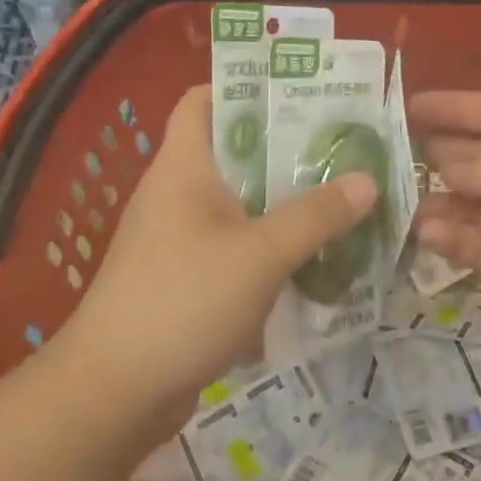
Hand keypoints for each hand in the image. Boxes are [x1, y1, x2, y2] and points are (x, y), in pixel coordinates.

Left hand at [54, 85, 376, 432]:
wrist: (114, 392)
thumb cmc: (184, 299)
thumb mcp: (262, 254)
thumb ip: (316, 216)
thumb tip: (367, 181)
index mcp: (184, 165)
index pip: (204, 99)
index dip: (247, 87)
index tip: (301, 91)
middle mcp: (177, 192)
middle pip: (233, 152)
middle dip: (286, 149)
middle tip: (341, 148)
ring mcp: (177, 238)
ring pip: (238, 203)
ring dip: (282, 202)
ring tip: (338, 199)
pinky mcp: (183, 278)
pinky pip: (233, 247)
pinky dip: (267, 247)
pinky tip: (310, 259)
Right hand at [412, 91, 480, 382]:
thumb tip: (442, 163)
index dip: (457, 107)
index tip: (409, 106)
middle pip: (480, 159)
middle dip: (437, 156)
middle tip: (385, 158)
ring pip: (473, 206)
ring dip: (439, 203)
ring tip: (397, 203)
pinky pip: (479, 248)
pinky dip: (453, 240)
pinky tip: (426, 235)